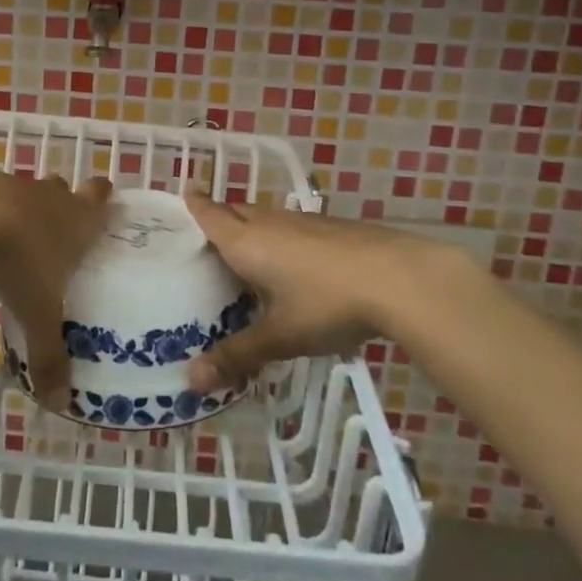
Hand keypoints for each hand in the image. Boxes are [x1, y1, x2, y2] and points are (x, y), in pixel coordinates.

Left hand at [0, 165, 111, 407]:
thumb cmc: (19, 260)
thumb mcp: (37, 314)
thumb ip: (49, 355)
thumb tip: (59, 402)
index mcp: (76, 219)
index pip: (99, 197)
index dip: (102, 198)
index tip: (103, 203)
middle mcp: (49, 196)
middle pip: (62, 189)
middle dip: (61, 204)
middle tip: (54, 232)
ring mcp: (12, 184)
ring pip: (24, 192)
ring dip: (20, 210)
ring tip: (9, 240)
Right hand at [184, 193, 460, 390]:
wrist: (400, 278)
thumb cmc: (328, 303)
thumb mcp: (280, 336)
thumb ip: (237, 356)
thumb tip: (191, 381)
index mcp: (246, 241)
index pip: (209, 214)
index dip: (192, 205)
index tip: (181, 199)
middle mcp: (269, 222)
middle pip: (234, 211)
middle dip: (218, 219)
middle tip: (204, 244)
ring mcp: (303, 221)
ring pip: (264, 218)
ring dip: (250, 230)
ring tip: (243, 258)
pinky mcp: (331, 228)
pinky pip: (290, 227)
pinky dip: (279, 239)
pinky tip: (291, 267)